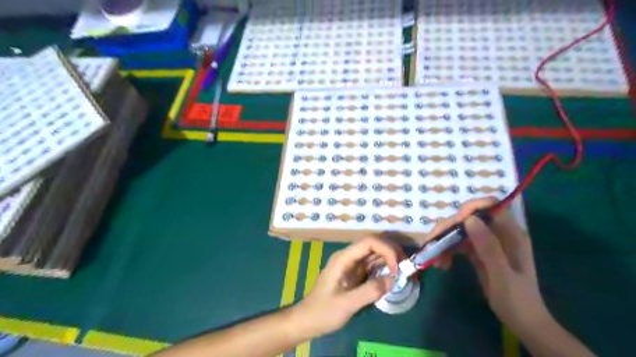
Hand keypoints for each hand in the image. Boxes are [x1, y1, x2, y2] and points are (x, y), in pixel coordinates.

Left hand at [291, 238, 400, 337]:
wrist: (309, 320)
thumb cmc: (324, 311)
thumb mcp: (346, 304)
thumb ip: (369, 291)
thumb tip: (393, 279)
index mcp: (344, 258)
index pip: (368, 242)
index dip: (386, 249)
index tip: (397, 267)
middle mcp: (349, 257)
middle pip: (373, 245)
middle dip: (391, 251)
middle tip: (406, 266)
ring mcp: (352, 265)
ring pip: (374, 254)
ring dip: (390, 259)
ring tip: (404, 270)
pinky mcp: (355, 274)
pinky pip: (373, 266)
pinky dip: (385, 268)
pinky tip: (393, 276)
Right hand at [432, 199, 551, 334]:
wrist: (522, 321)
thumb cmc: (516, 300)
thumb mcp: (502, 275)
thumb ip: (488, 247)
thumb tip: (469, 219)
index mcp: (510, 233)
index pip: (491, 206)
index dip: (470, 208)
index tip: (454, 223)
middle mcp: (497, 232)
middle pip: (469, 217)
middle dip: (449, 228)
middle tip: (433, 243)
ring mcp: (486, 242)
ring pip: (460, 230)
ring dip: (445, 240)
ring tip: (436, 259)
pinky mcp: (478, 251)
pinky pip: (458, 243)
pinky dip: (447, 250)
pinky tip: (442, 264)